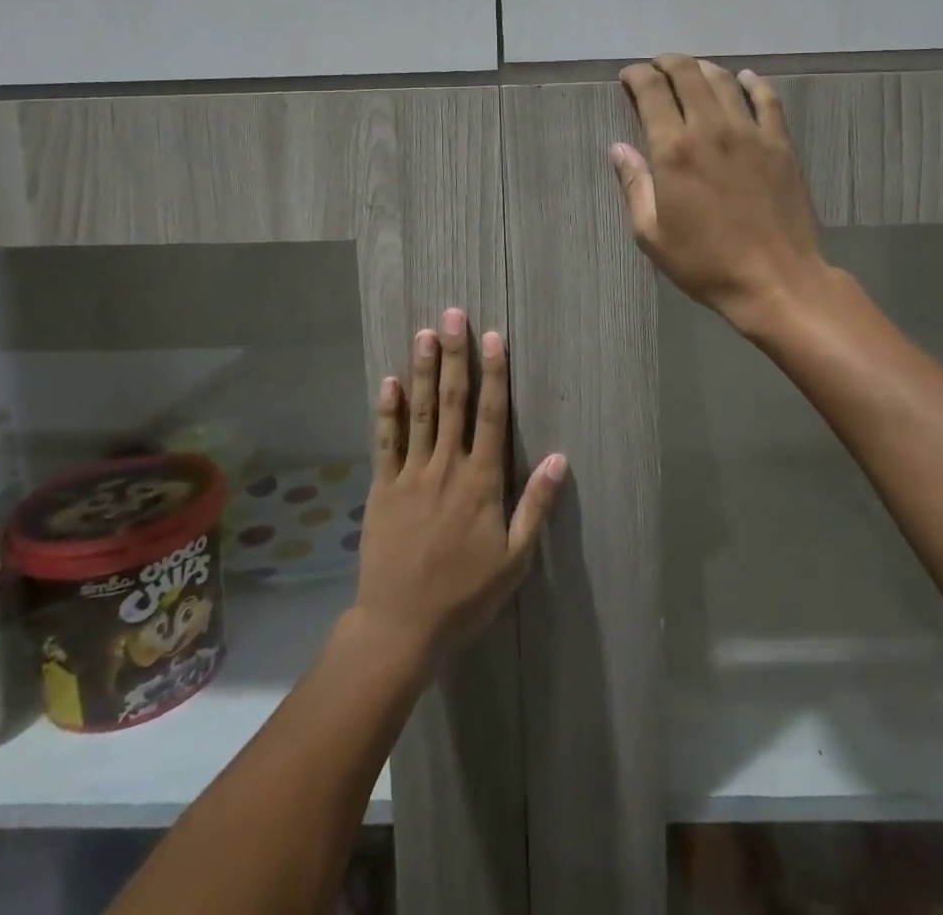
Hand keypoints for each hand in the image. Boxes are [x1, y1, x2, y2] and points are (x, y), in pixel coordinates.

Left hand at [351, 309, 565, 666]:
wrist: (400, 626)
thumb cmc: (465, 594)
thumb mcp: (514, 558)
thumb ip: (535, 505)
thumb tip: (560, 458)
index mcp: (481, 481)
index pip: (491, 416)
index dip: (494, 374)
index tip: (493, 337)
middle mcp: (446, 467)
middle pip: (453, 402)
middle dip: (456, 356)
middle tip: (453, 315)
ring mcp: (411, 474)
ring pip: (421, 412)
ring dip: (424, 371)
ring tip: (424, 334)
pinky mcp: (383, 487)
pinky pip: (386, 442)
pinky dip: (388, 411)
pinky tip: (389, 381)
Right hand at [614, 54, 826, 330]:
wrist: (775, 280)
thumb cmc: (705, 262)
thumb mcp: (652, 234)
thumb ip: (634, 185)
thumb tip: (618, 149)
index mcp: (674, 150)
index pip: (651, 93)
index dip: (636, 76)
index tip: (629, 77)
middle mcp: (711, 130)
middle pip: (687, 75)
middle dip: (667, 63)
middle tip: (657, 67)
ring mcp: (751, 133)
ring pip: (724, 81)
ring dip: (703, 68)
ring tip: (692, 71)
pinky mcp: (781, 144)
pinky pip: (768, 99)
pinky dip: (753, 83)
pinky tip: (745, 79)